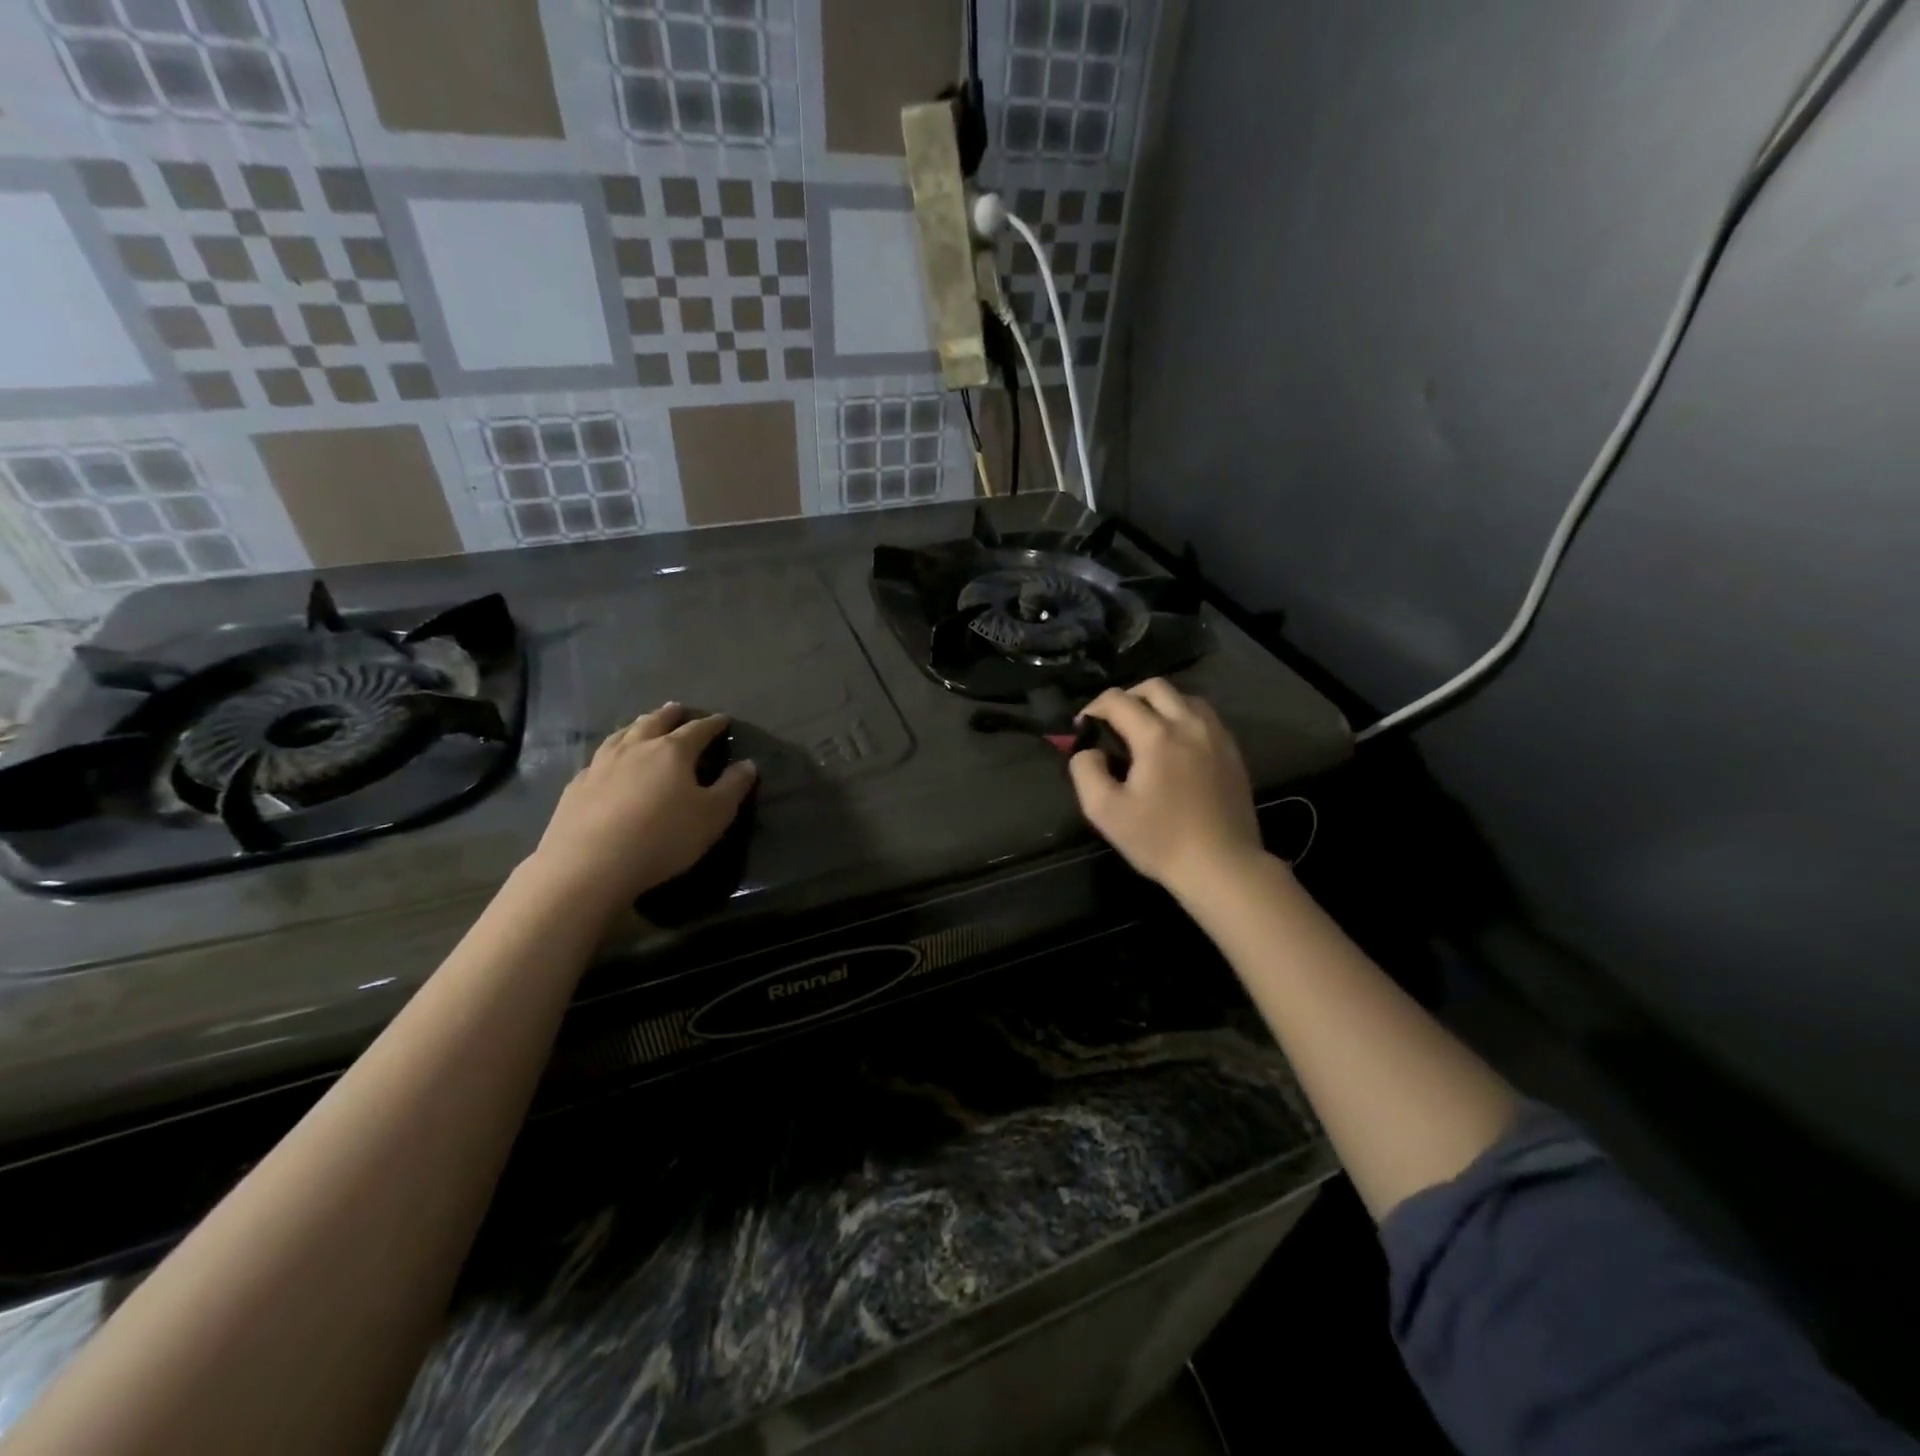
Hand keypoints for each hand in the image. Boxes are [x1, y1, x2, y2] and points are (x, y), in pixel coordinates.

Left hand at [526, 704, 756, 916]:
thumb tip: (749, 763)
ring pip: (623, 734)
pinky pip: (598, 758)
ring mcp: (602, 764)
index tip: (723, 720)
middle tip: (679, 709)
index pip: (698, 730)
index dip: (713, 724)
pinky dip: (611, 752)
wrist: (590, 864)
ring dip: (638, 725)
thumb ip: (733, 787)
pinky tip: (608, 761)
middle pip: (656, 722)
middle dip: (671, 715)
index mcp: (673, 751)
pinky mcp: (578, 785)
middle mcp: (636, 748)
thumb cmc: (663, 837)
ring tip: (644, 723)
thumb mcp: (713, 816)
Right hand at [1069, 680, 1266, 899]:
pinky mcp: (1233, 753)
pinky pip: (1205, 718)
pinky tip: (1175, 747)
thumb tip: (1088, 751)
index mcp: (1157, 736)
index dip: (1093, 708)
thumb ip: (1086, 771)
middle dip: (1127, 697)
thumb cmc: (1160, 840)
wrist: (1222, 866)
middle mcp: (1189, 725)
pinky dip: (1183, 719)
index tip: (1084, 730)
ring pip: (1185, 698)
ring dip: (1159, 705)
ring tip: (1145, 731)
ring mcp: (1217, 737)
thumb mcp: (1105, 811)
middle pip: (1155, 687)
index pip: (1117, 700)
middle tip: (1113, 724)